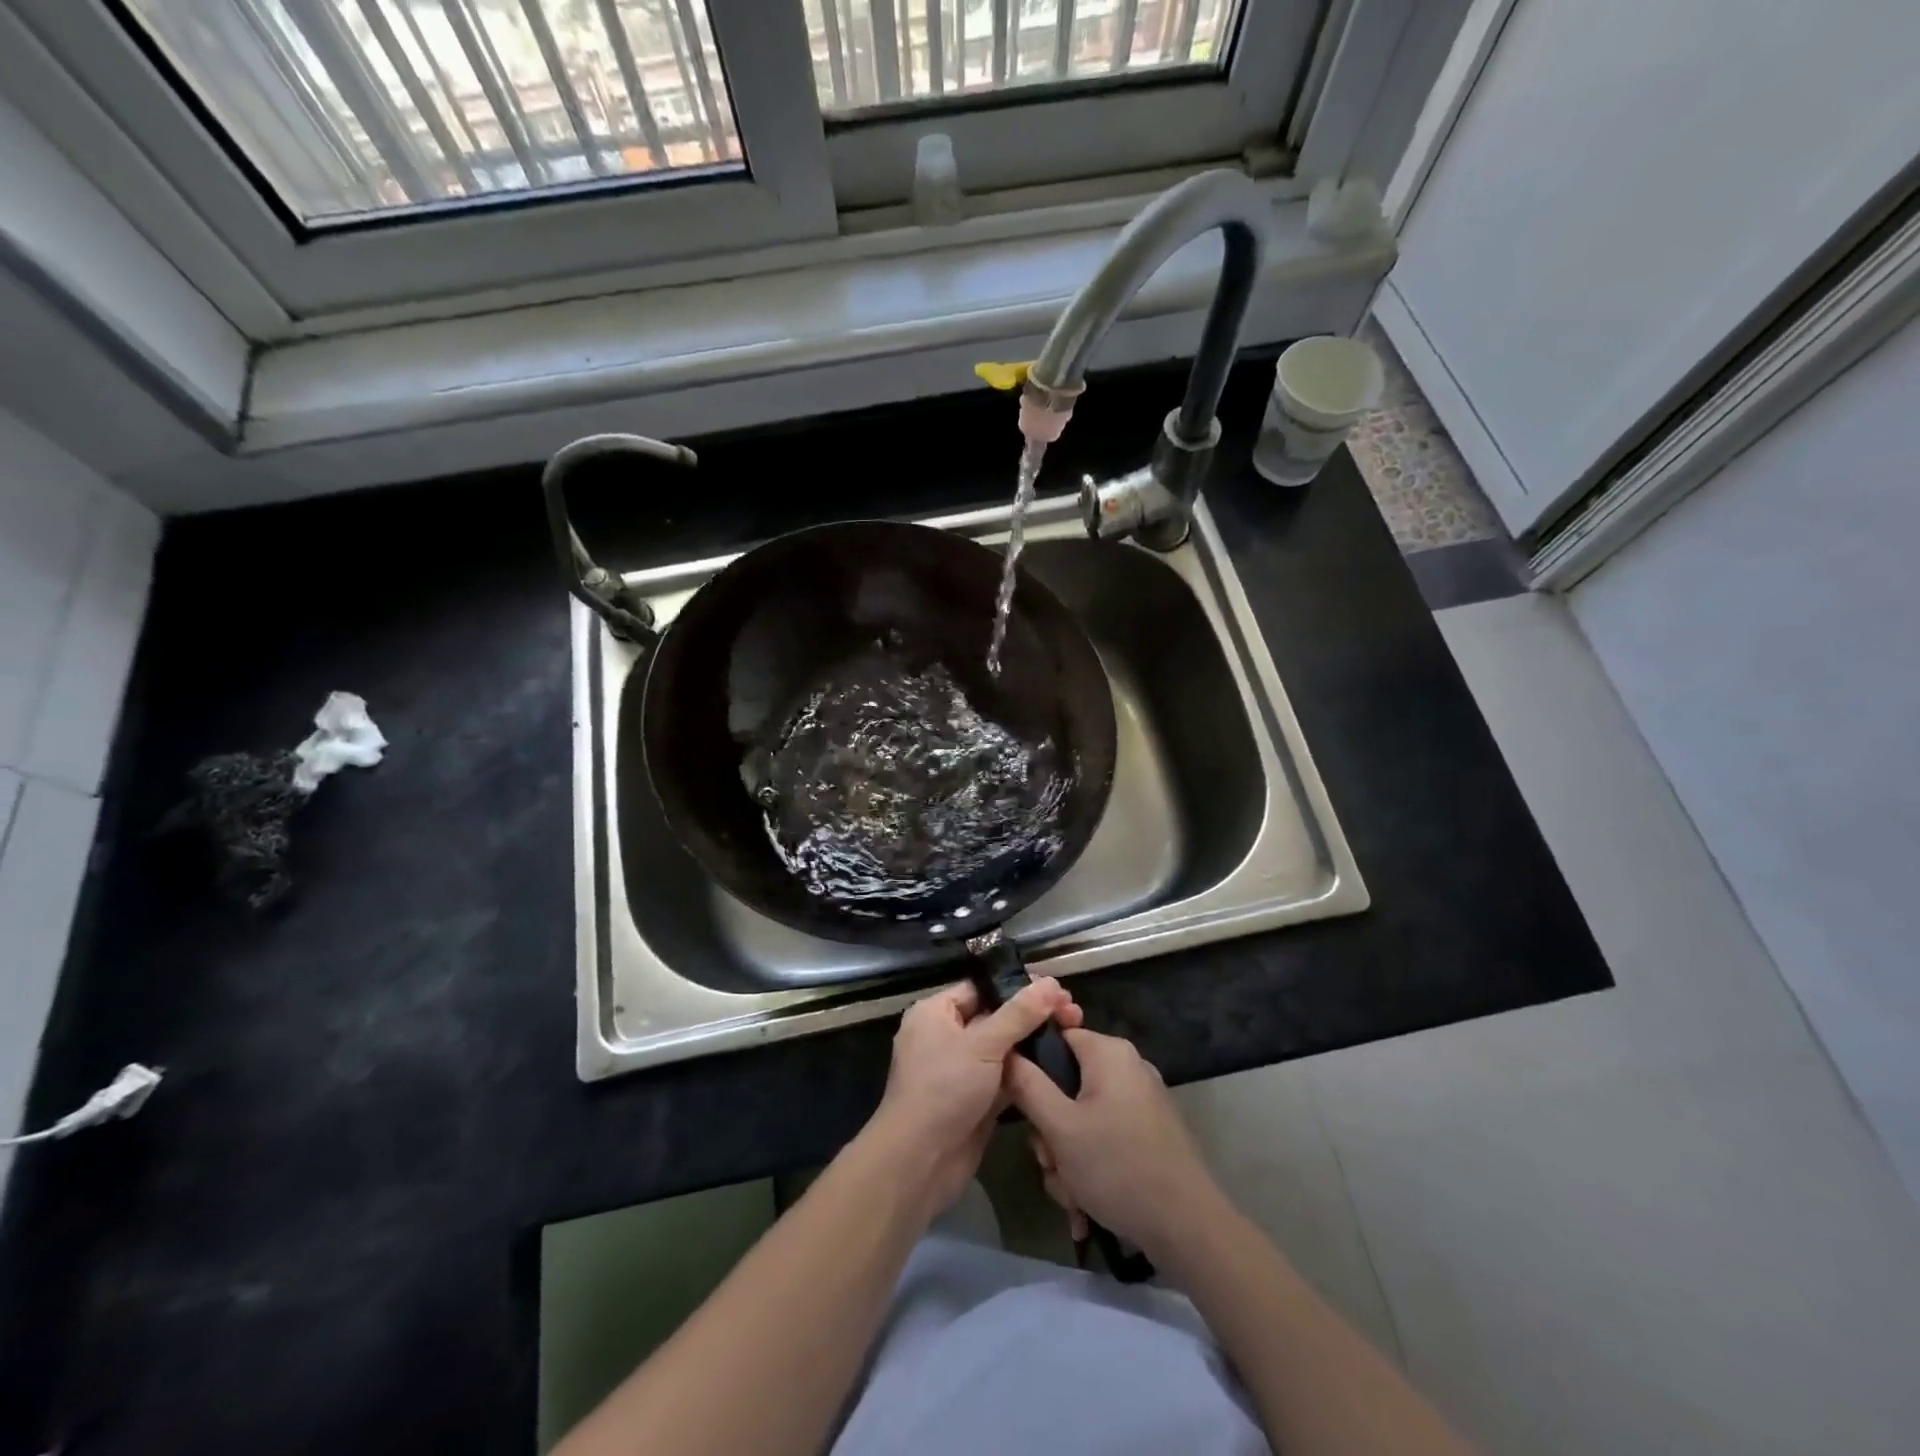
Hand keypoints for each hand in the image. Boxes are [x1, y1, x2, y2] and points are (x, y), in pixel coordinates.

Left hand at [867, 977, 1082, 1221]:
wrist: (920, 1162)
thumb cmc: (944, 1089)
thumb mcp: (982, 1044)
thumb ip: (1019, 1014)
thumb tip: (1051, 983)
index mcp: (936, 1013)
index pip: (982, 988)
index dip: (1018, 986)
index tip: (1057, 988)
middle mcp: (946, 1036)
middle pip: (996, 1016)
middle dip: (1033, 1014)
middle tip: (1073, 1012)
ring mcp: (961, 1069)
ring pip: (1003, 1048)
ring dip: (1034, 1042)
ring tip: (1074, 1031)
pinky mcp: (975, 1099)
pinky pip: (1005, 1077)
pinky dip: (1028, 1072)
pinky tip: (1060, 1063)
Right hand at [1004, 1027, 1220, 1263]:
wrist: (1188, 1228)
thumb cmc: (1117, 1167)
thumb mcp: (1060, 1128)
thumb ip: (1027, 1086)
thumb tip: (1006, 1052)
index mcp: (1109, 1053)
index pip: (1055, 1038)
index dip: (1031, 1069)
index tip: (1021, 1108)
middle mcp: (1127, 1067)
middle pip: (1066, 1084)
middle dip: (1051, 1131)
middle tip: (1050, 1163)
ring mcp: (1141, 1100)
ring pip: (1082, 1117)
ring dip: (1067, 1156)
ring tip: (1071, 1194)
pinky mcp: (1150, 1131)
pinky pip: (1105, 1135)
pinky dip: (1091, 1164)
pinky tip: (1087, 1202)